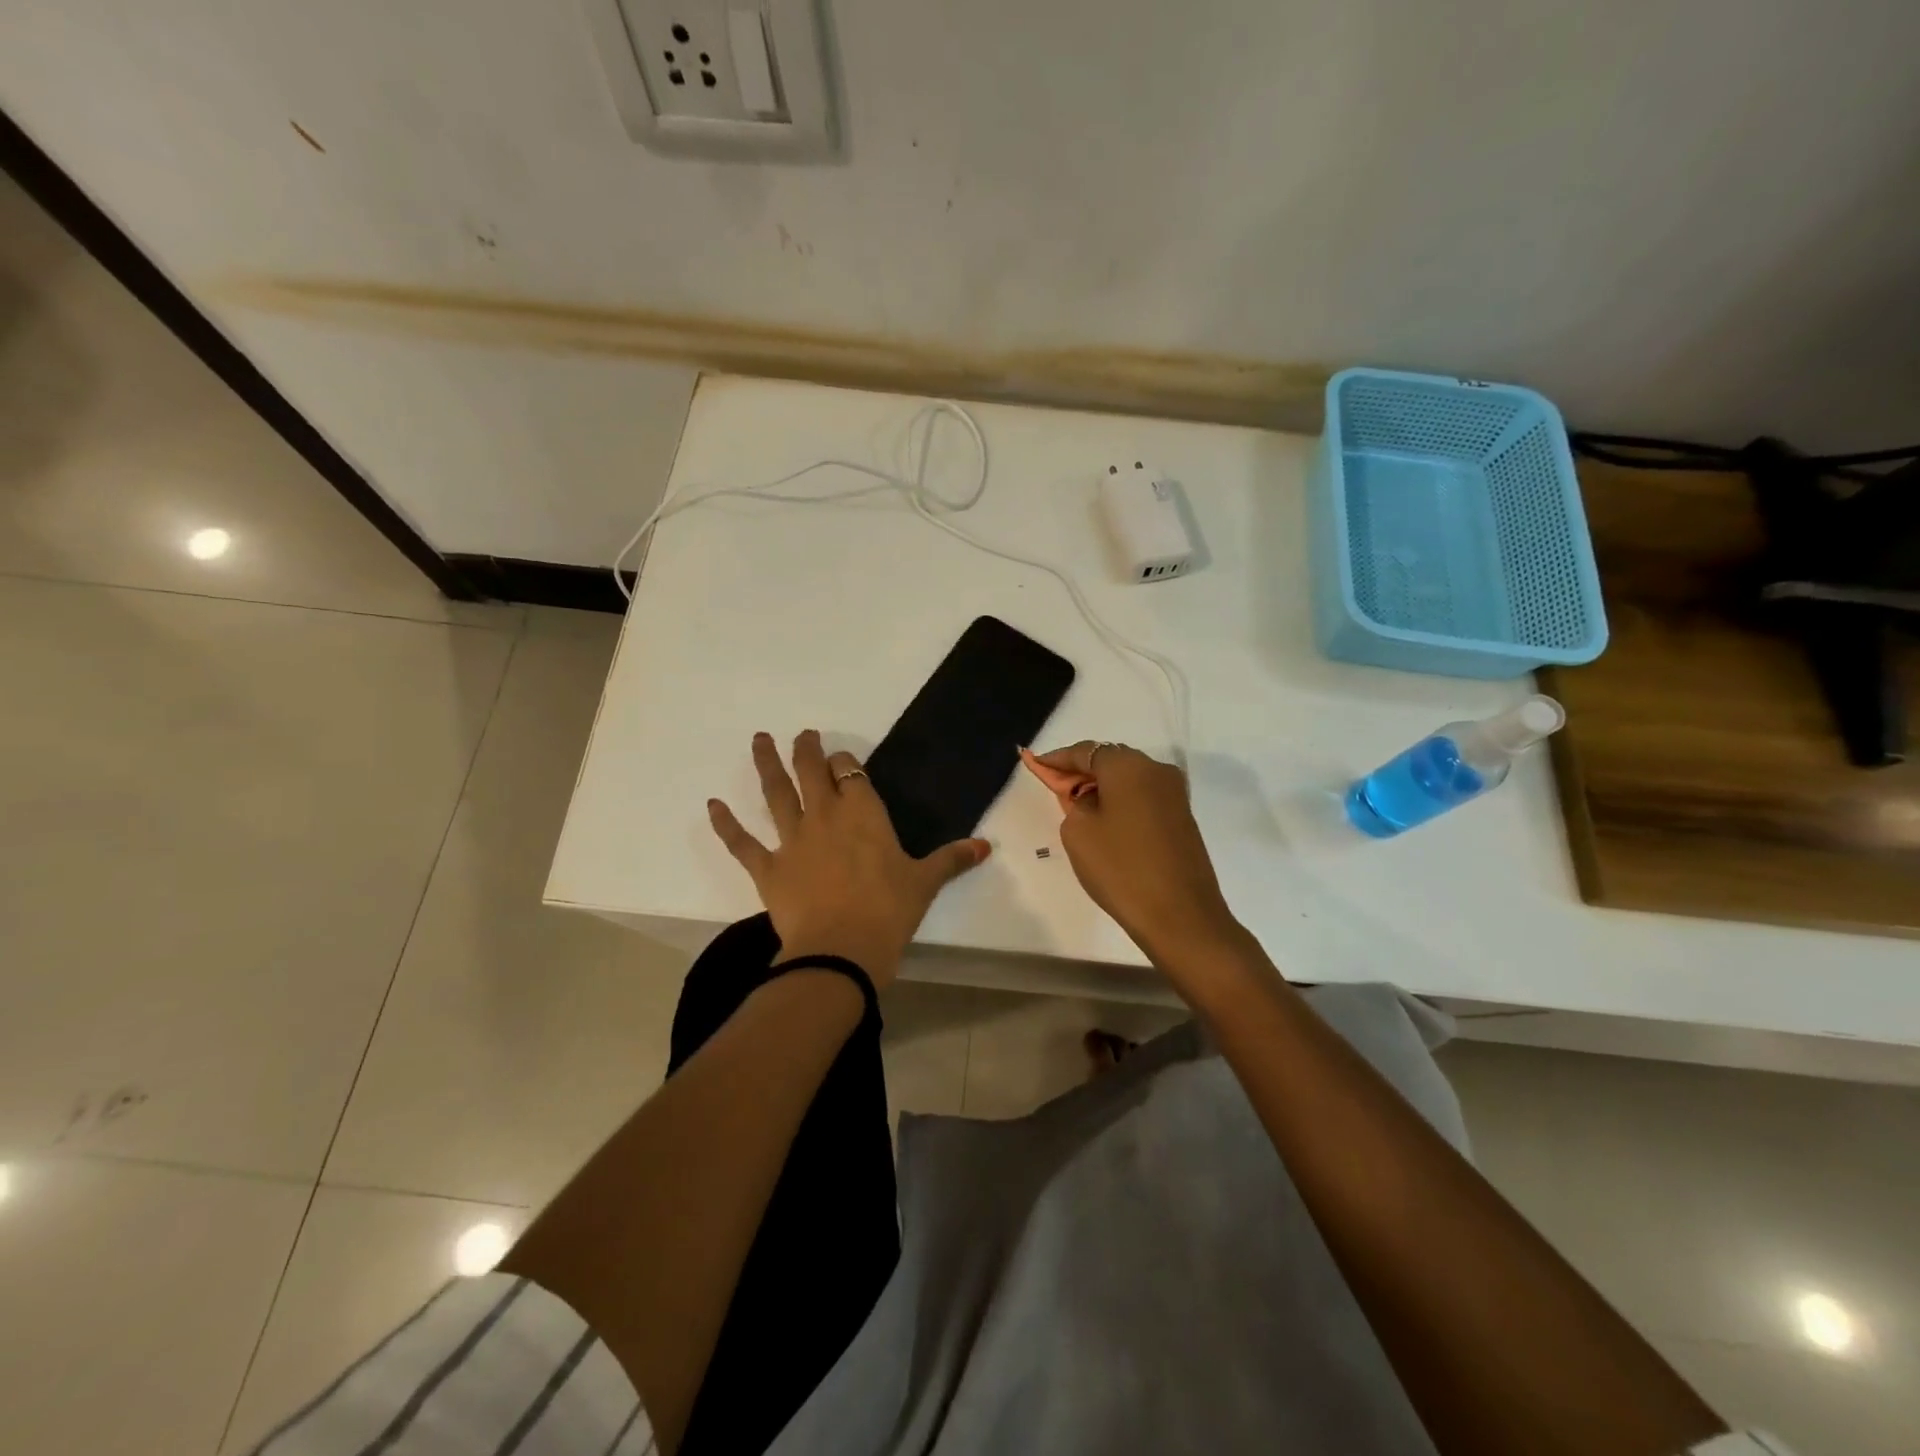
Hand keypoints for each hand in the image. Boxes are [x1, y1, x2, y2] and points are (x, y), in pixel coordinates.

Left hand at [708, 730, 990, 986]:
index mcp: (863, 813)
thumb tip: (985, 847)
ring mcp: (792, 839)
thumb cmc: (888, 911)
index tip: (841, 762)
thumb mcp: (925, 883)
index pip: (850, 773)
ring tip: (759, 740)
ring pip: (776, 793)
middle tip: (800, 734)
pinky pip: (742, 841)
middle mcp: (825, 816)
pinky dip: (726, 824)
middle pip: (811, 771)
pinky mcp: (768, 868)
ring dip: (767, 765)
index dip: (843, 763)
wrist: (841, 950)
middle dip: (806, 750)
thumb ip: (952, 859)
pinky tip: (712, 805)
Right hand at [1025, 741, 1245, 971]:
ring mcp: (1174, 794)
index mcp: (1128, 766)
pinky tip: (1106, 819)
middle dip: (1081, 770)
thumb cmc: (1120, 868)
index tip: (1035, 763)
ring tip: (1077, 805)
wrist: (1180, 915)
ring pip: (1129, 778)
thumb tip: (1088, 797)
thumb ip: (1075, 802)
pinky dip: (1121, 801)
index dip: (1057, 759)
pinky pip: (1143, 796)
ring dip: (1102, 787)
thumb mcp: (1078, 832)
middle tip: (1055, 786)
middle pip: (1110, 760)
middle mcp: (1156, 769)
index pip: (1085, 751)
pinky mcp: (1182, 817)